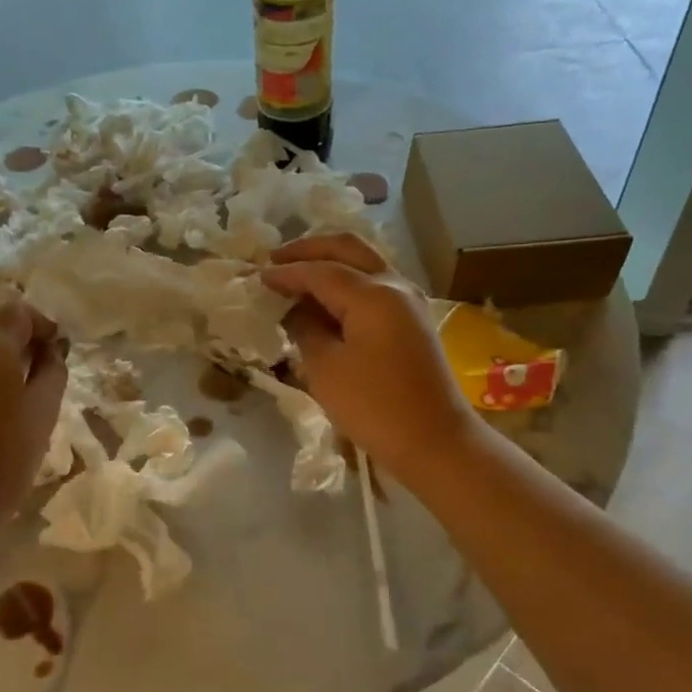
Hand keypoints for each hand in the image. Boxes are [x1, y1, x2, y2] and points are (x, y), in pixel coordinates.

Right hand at [261, 234, 480, 490]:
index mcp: (373, 294)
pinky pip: (375, 285)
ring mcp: (409, 301)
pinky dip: (347, 282)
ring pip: (365, 263)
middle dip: (310, 249)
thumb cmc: (374, 407)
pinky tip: (325, 298)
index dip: (286, 273)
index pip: (320, 271)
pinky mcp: (412, 321)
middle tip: (277, 258)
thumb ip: (305, 329)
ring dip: (331, 262)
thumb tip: (294, 308)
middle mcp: (395, 286)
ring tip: (297, 274)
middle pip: (349, 249)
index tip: (257, 276)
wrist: (434, 441)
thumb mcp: (325, 369)